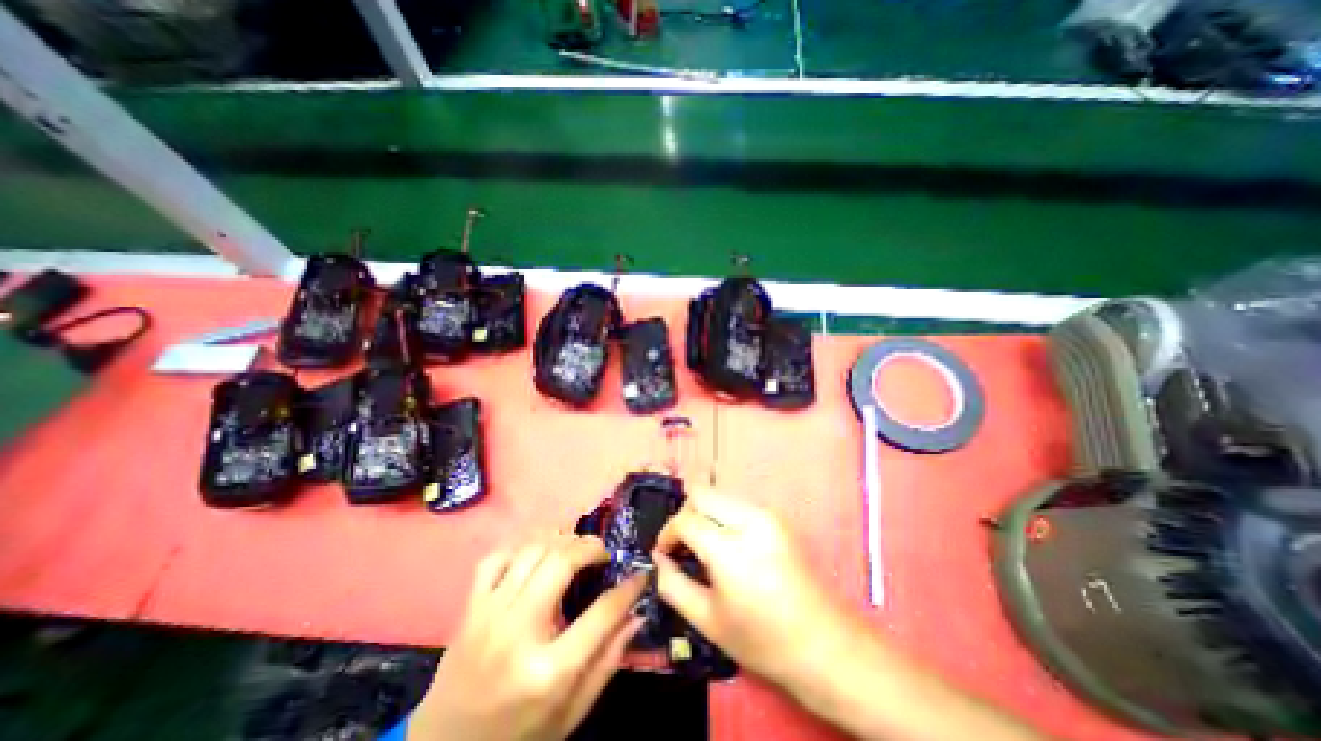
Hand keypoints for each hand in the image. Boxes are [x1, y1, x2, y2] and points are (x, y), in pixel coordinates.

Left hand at [408, 535, 645, 737]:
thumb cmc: (518, 737)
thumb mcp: (571, 713)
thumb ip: (607, 661)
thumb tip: (637, 615)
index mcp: (548, 671)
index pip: (601, 613)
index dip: (628, 588)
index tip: (640, 574)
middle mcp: (518, 633)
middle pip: (561, 562)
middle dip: (591, 548)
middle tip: (603, 553)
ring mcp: (488, 615)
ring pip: (532, 550)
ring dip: (560, 541)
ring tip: (575, 550)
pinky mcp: (469, 608)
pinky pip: (497, 558)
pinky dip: (521, 548)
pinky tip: (535, 558)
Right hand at [652, 490, 856, 691]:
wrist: (824, 644)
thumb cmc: (762, 640)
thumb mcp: (707, 620)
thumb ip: (673, 585)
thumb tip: (659, 558)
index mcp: (731, 549)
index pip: (685, 520)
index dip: (667, 534)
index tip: (664, 553)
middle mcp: (750, 519)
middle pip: (701, 494)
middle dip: (685, 516)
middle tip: (683, 546)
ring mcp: (767, 514)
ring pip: (719, 495)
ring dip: (704, 515)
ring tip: (704, 546)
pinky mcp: (777, 516)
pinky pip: (737, 504)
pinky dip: (722, 516)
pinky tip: (727, 545)